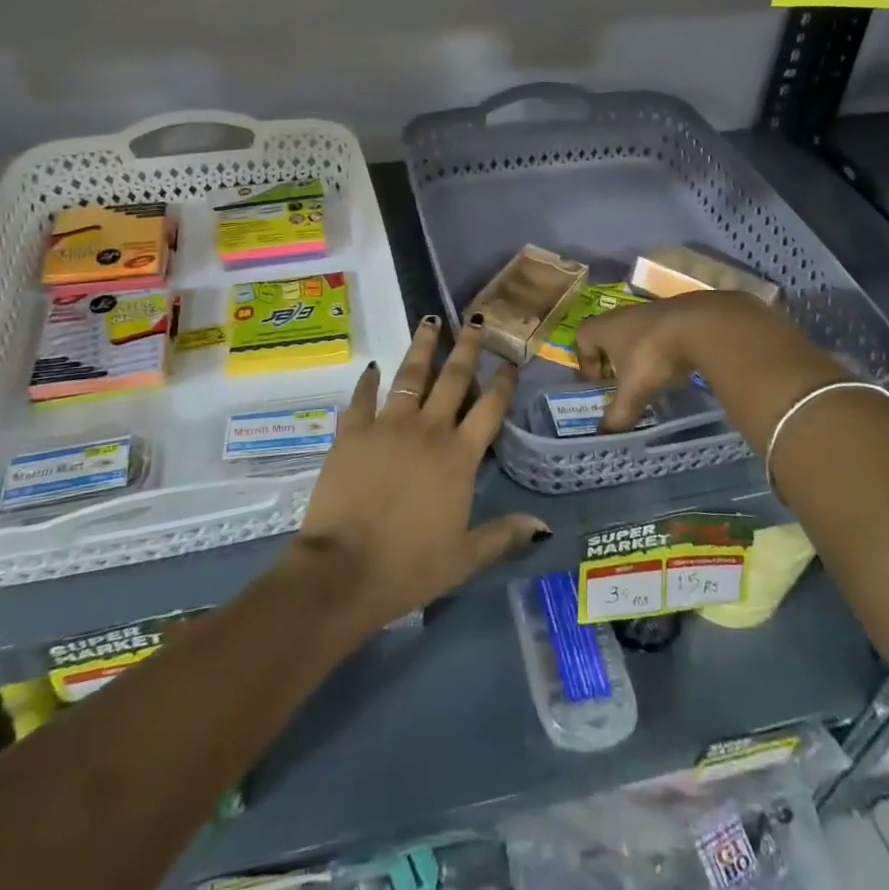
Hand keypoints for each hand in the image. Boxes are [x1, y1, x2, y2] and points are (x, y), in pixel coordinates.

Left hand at [286, 315, 548, 637]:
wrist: (345, 569)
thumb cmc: (410, 566)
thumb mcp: (465, 557)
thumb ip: (503, 534)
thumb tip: (543, 525)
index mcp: (459, 456)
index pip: (489, 408)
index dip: (502, 382)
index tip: (510, 360)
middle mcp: (429, 429)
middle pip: (453, 377)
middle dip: (468, 346)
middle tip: (476, 320)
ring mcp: (388, 425)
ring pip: (410, 374)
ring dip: (423, 346)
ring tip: (430, 321)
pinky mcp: (354, 430)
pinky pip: (363, 396)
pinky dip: (369, 380)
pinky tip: (373, 366)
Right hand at [575, 291, 846, 442]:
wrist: (719, 327)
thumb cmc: (667, 352)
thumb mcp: (639, 386)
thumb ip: (622, 409)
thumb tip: (608, 433)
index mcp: (614, 326)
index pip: (585, 334)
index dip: (585, 359)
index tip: (598, 384)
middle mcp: (636, 313)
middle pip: (614, 330)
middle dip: (616, 355)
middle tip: (627, 384)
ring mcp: (667, 309)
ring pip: (646, 328)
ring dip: (647, 350)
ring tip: (661, 379)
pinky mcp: (696, 311)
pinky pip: (675, 328)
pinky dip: (675, 345)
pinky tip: (692, 366)